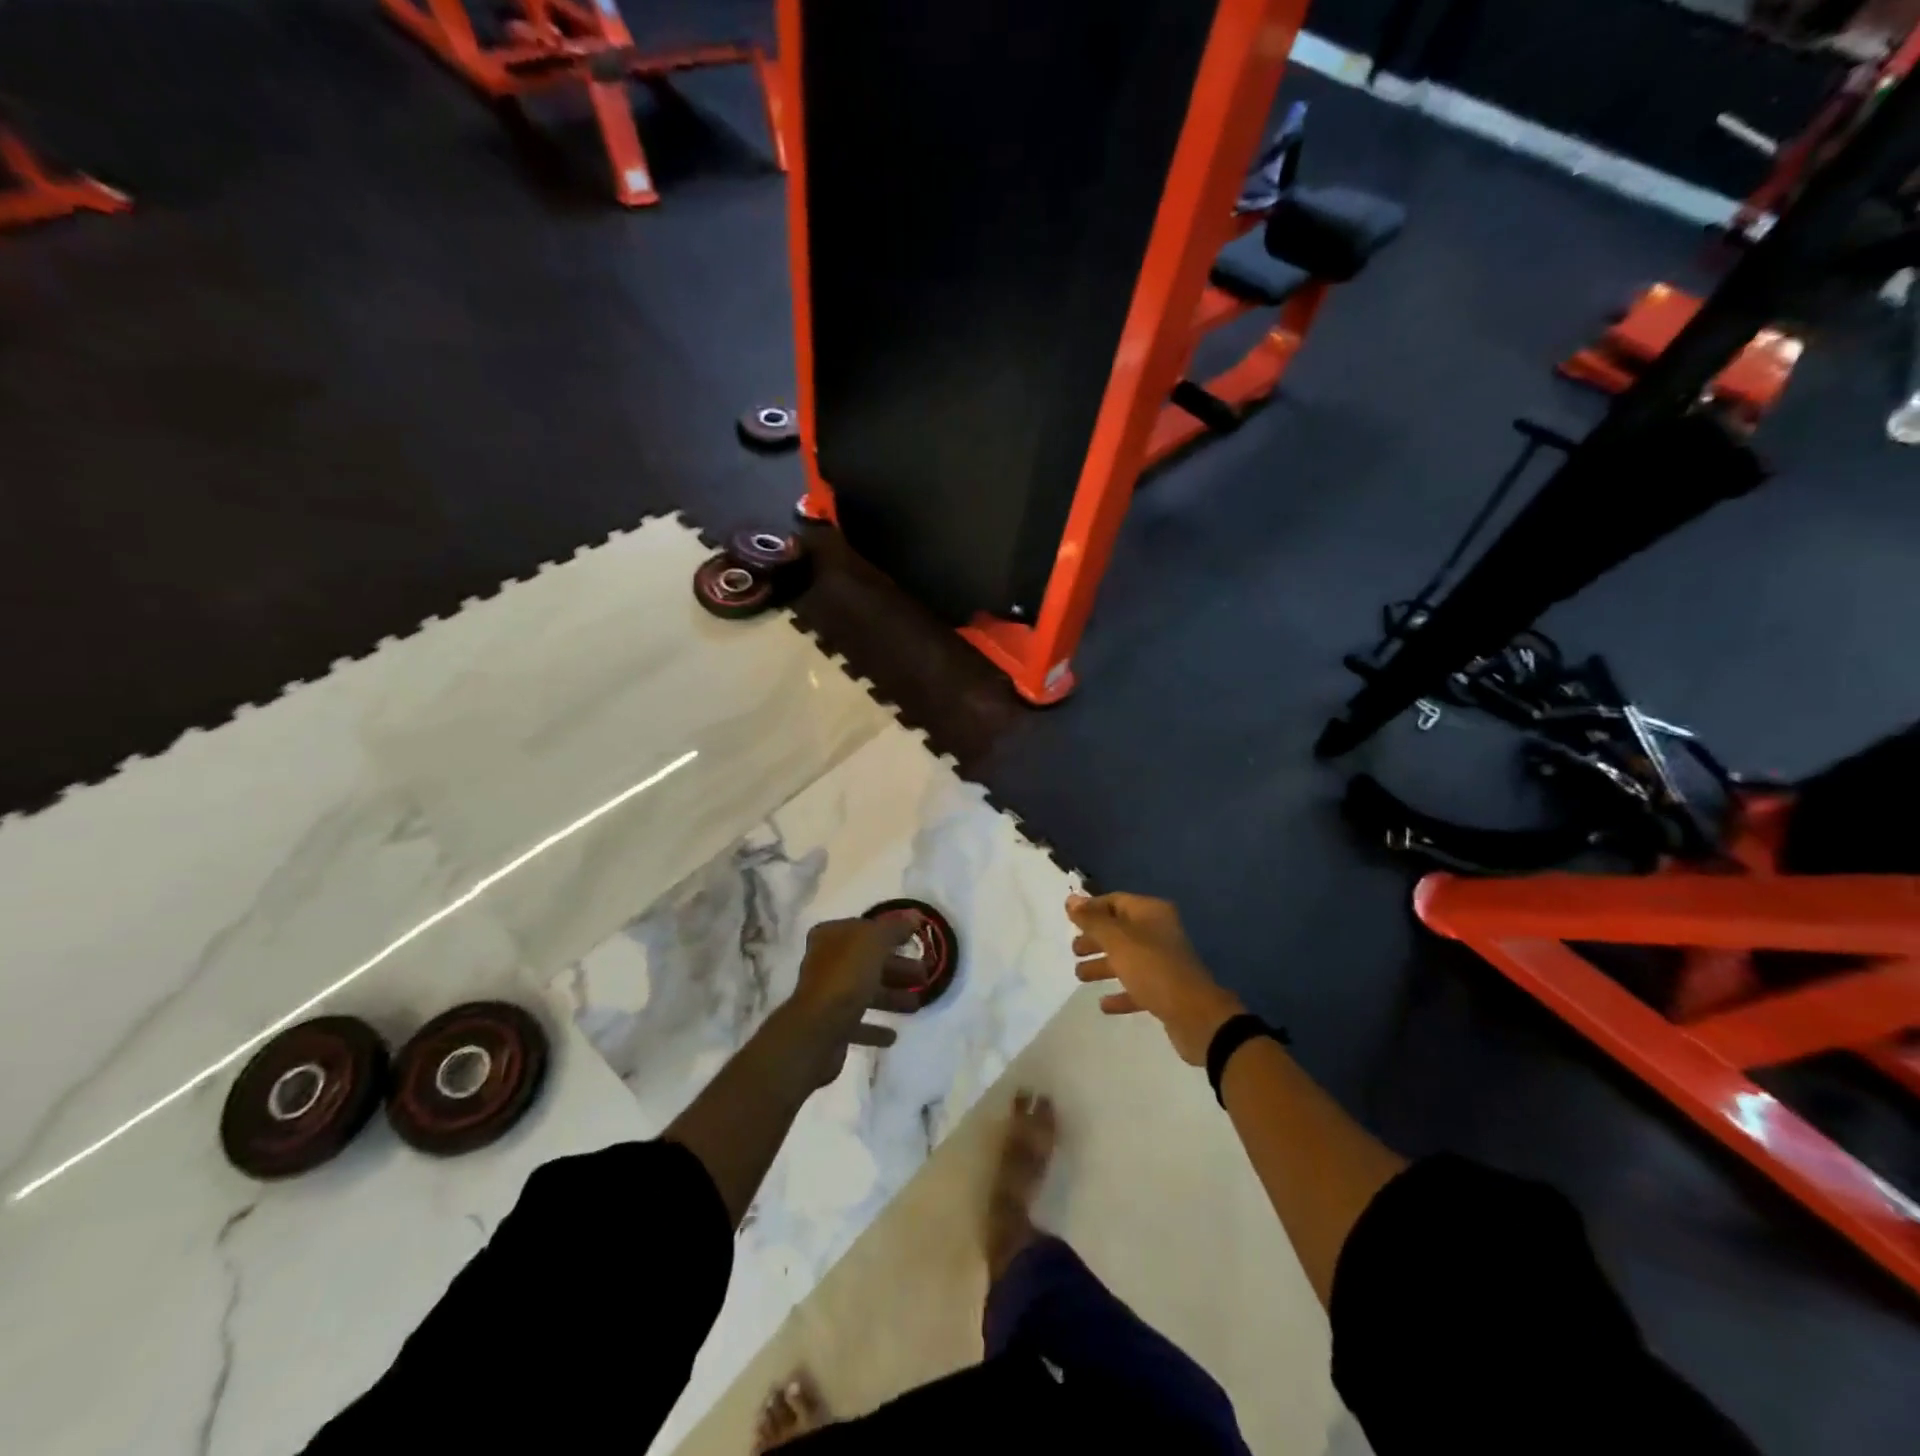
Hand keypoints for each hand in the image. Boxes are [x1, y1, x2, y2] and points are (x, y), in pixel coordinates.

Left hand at [784, 917, 924, 1086]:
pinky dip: (875, 1027)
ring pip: (866, 991)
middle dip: (898, 968)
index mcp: (831, 936)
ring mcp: (827, 995)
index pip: (865, 929)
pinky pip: (858, 1023)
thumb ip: (895, 927)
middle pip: (868, 962)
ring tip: (917, 1005)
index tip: (914, 943)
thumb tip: (914, 915)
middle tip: (925, 976)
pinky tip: (892, 1034)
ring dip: (892, 997)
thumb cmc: (846, 976)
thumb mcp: (874, 941)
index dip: (891, 935)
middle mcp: (825, 962)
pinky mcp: (830, 1026)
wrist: (818, 1030)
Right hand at [1068, 893, 1243, 1065]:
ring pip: (1127, 958)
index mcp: (1151, 913)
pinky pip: (1137, 986)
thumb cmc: (1153, 969)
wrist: (1196, 1016)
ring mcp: (1164, 962)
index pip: (1115, 901)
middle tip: (1074, 950)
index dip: (1091, 909)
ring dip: (1103, 965)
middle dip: (1095, 939)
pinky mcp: (1166, 990)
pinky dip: (1120, 992)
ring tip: (1080, 976)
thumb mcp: (1117, 941)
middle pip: (1120, 930)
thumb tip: (1071, 899)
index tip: (1069, 920)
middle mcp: (1158, 932)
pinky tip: (1104, 1004)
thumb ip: (1092, 921)